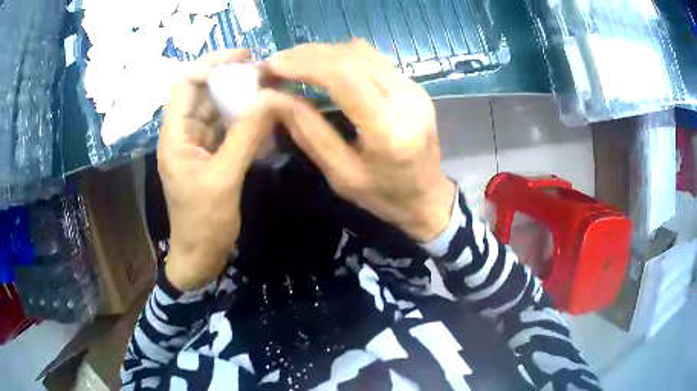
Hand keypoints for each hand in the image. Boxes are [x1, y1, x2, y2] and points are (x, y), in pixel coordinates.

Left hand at [159, 50, 292, 289]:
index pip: (186, 83)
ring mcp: (196, 144)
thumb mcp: (224, 178)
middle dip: (232, 79)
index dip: (212, 63)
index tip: (245, 56)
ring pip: (217, 109)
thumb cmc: (204, 223)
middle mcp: (183, 133)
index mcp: (175, 135)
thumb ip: (246, 135)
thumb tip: (273, 98)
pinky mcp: (210, 155)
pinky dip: (244, 119)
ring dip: (241, 98)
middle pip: (203, 92)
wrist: (200, 256)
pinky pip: (226, 128)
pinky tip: (265, 117)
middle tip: (267, 74)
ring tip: (271, 90)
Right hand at [266, 40, 455, 241]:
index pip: (345, 77)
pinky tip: (323, 65)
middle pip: (353, 58)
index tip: (272, 66)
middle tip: (277, 63)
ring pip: (363, 52)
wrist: (428, 197)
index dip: (304, 64)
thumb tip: (276, 97)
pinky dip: (343, 56)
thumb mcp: (340, 175)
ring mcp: (414, 89)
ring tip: (294, 63)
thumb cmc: (384, 196)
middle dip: (308, 54)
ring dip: (323, 52)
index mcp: (389, 130)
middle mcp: (407, 100)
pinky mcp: (414, 86)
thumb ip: (309, 132)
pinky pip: (374, 58)